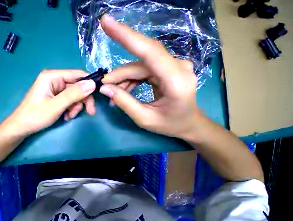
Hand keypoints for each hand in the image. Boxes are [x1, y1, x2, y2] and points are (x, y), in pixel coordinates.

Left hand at [3, 70, 96, 136]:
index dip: (89, 84)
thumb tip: (92, 84)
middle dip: (82, 101)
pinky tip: (66, 117)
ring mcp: (56, 90)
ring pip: (75, 96)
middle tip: (90, 112)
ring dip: (75, 107)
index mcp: (52, 77)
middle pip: (77, 87)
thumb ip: (74, 95)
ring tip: (69, 116)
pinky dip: (71, 109)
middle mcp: (55, 80)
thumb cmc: (36, 116)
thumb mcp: (56, 106)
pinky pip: (70, 101)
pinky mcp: (56, 98)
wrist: (22, 128)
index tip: (97, 96)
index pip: (77, 75)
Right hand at [99, 15, 202, 139]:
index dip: (126, 36)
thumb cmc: (170, 124)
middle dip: (118, 76)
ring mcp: (172, 66)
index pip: (149, 50)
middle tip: (104, 88)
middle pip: (139, 63)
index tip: (106, 23)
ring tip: (113, 96)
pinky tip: (122, 92)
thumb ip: (124, 103)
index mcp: (176, 80)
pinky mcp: (165, 69)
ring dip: (122, 81)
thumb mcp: (144, 119)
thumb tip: (105, 89)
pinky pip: (141, 71)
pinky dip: (129, 81)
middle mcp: (176, 66)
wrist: (189, 124)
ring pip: (138, 67)